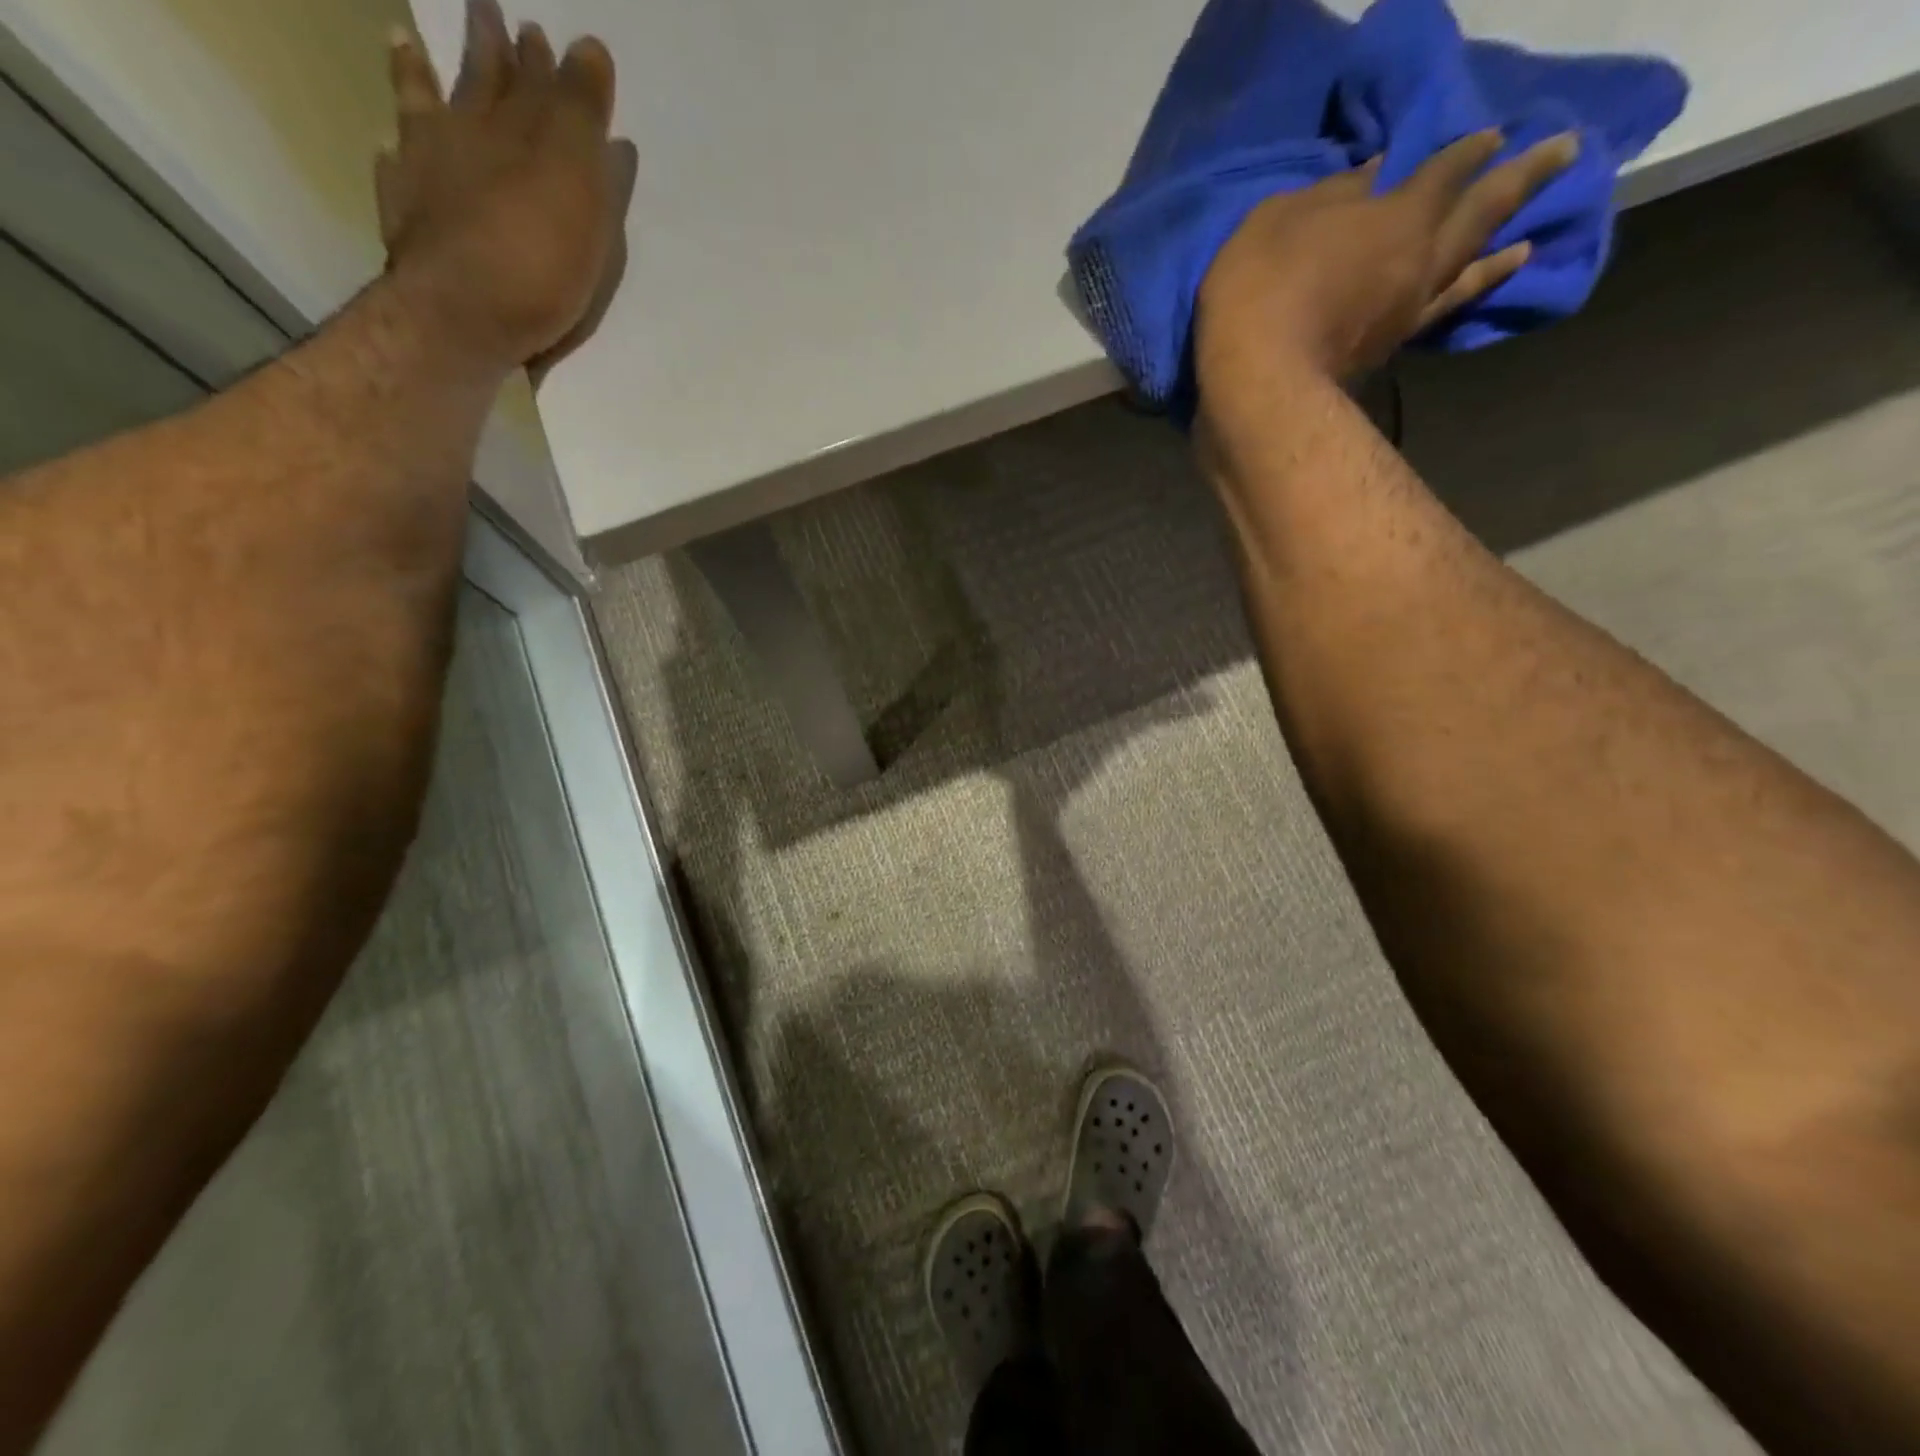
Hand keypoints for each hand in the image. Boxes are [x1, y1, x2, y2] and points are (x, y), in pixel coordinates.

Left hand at [377, 0, 638, 381]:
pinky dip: (394, 151)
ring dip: (420, 76)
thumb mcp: (580, 187)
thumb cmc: (539, 259)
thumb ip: (581, 117)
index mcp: (519, 131)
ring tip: (409, 44)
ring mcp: (427, 171)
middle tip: (488, 13)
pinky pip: (395, 168)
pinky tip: (389, 145)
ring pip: (424, 108)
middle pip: (482, 84)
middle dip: (491, 52)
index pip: (539, 82)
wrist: (465, 316)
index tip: (546, 32)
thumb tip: (586, 47)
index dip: (547, 60)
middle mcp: (468, 136)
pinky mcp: (405, 215)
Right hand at [1194, 130, 1576, 410]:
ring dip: (1500, 254)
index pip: (1444, 169)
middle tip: (1565, 155)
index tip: (1493, 137)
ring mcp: (1407, 311)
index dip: (1468, 150)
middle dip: (1523, 179)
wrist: (1257, 385)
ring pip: (1468, 272)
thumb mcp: (1279, 222)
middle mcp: (1419, 258)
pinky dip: (1467, 297)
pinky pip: (1442, 313)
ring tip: (1528, 246)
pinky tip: (1471, 292)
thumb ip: (1329, 196)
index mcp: (1396, 215)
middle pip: (1481, 212)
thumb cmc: (1260, 292)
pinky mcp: (1389, 352)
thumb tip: (1371, 175)